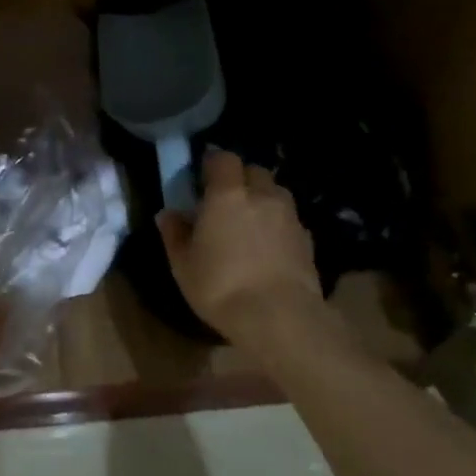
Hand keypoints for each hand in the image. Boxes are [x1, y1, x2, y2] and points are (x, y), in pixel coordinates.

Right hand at [157, 149, 337, 353]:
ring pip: (275, 193)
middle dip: (240, 179)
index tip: (201, 179)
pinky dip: (277, 224)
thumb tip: (168, 214)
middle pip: (254, 171)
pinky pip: (289, 219)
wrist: (280, 317)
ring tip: (249, 224)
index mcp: (227, 195)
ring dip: (262, 199)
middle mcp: (262, 196)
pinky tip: (268, 248)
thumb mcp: (183, 265)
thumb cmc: (221, 287)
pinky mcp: (307, 239)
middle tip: (224, 201)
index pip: (223, 158)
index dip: (213, 164)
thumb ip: (175, 234)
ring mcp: (289, 216)